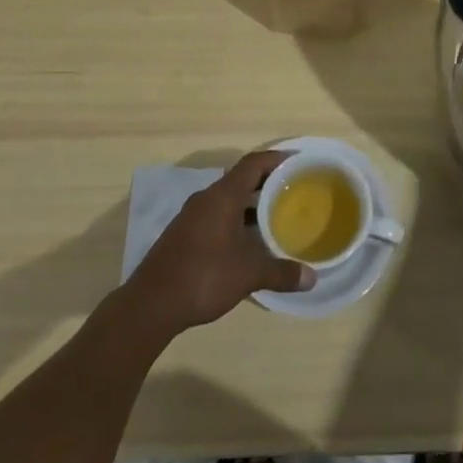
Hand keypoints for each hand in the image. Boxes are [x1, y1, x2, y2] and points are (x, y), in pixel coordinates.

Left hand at [124, 150, 314, 336]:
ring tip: (275, 214)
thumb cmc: (204, 277)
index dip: (276, 158)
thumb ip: (280, 273)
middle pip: (241, 178)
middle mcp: (206, 198)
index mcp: (223, 196)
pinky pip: (216, 214)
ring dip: (250, 202)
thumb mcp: (248, 274)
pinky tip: (247, 240)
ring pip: (227, 198)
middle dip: (266, 181)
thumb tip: (312, 278)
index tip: (298, 161)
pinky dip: (235, 218)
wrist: (151, 304)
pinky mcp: (183, 234)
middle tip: (292, 189)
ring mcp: (191, 216)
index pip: (253, 163)